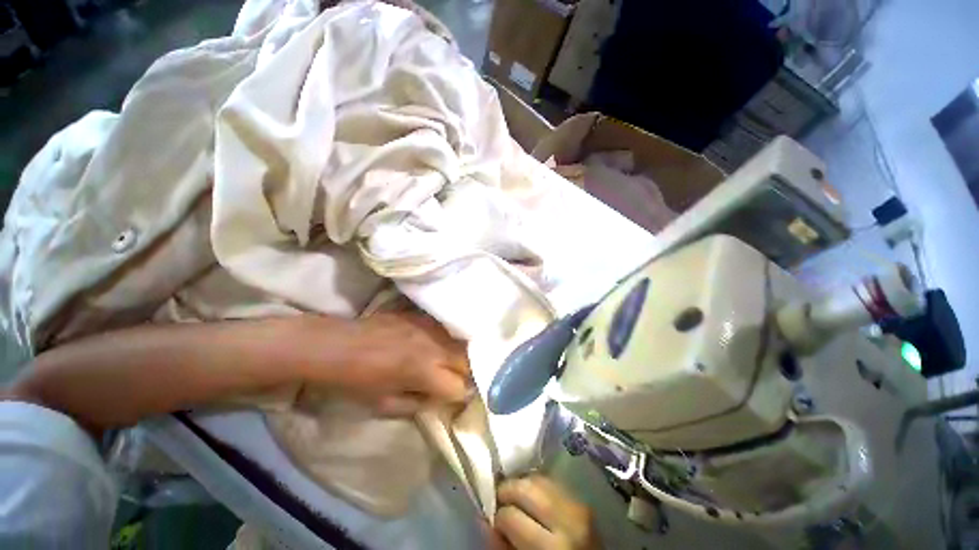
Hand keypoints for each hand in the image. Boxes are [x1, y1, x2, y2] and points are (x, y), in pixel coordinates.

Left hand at [300, 311, 469, 415]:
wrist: (336, 345)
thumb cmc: (356, 381)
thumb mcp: (385, 404)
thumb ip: (418, 404)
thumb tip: (440, 399)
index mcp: (424, 372)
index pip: (459, 386)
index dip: (460, 395)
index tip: (456, 397)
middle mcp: (433, 347)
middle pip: (466, 360)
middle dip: (467, 373)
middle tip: (459, 379)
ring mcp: (429, 327)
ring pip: (460, 341)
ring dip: (461, 354)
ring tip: (453, 361)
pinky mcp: (422, 316)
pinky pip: (445, 328)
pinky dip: (448, 338)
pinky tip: (440, 343)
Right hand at [489, 475, 601, 549]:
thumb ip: (504, 546)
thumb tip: (485, 519)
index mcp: (552, 548)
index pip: (511, 516)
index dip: (498, 516)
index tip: (493, 519)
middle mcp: (567, 520)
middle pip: (525, 488)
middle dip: (507, 490)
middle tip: (499, 500)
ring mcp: (578, 506)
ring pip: (538, 478)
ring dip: (522, 484)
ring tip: (515, 497)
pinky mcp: (581, 499)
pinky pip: (551, 482)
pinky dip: (537, 485)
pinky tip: (532, 497)